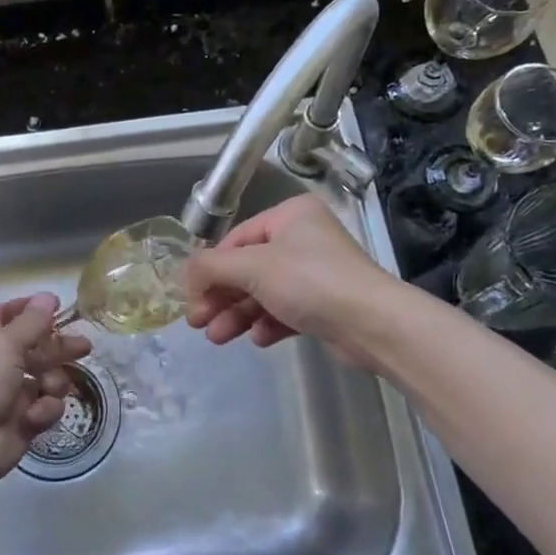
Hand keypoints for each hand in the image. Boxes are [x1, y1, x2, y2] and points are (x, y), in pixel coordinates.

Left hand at [0, 293, 91, 493]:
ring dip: (53, 381)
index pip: (7, 315)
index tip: (58, 305)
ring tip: (50, 386)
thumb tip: (48, 297)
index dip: (30, 309)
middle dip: (58, 347)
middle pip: (35, 348)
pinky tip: (35, 416)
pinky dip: (44, 410)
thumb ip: (32, 321)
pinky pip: (46, 408)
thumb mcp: (5, 343)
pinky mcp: (23, 423)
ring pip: (46, 379)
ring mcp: (10, 395)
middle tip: (84, 346)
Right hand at [184, 196, 395, 365]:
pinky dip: (267, 323)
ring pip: (263, 292)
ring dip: (237, 314)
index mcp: (290, 216)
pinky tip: (257, 338)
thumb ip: (211, 267)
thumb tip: (182, 274)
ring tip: (217, 338)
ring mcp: (316, 273)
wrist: (373, 324)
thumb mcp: (252, 267)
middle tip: (196, 321)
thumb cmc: (310, 281)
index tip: (189, 296)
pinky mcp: (325, 305)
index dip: (210, 268)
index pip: (236, 239)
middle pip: (247, 268)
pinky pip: (285, 310)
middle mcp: (303, 239)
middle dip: (221, 296)